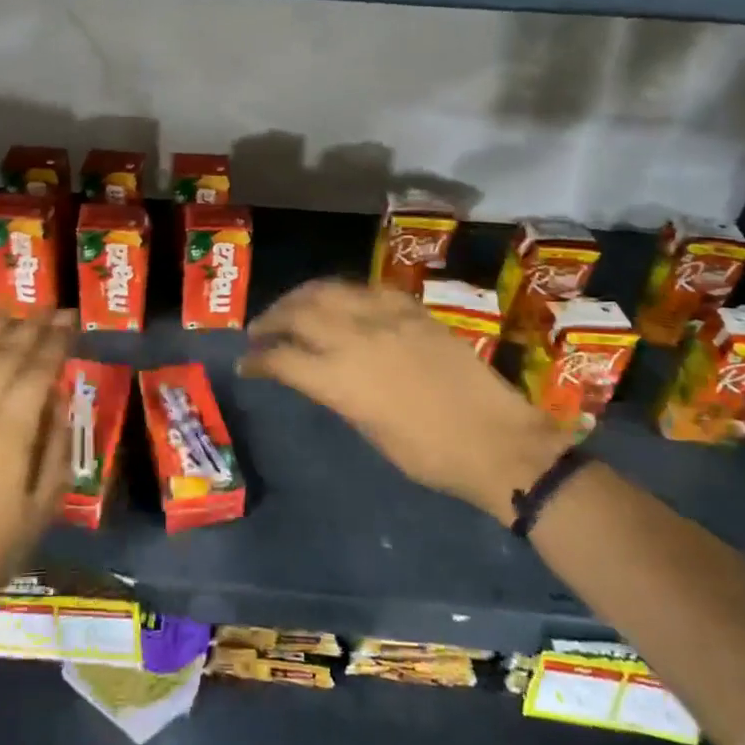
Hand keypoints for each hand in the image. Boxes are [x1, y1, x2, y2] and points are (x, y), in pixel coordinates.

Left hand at [0, 313, 75, 619]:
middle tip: (50, 309)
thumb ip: (57, 440)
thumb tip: (58, 394)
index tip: (71, 319)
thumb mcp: (47, 498)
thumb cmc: (0, 544)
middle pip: (4, 353)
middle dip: (31, 326)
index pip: (38, 368)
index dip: (57, 340)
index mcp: (10, 432)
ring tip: (15, 314)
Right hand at [242, 280, 567, 519]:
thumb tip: (317, 376)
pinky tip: (339, 299)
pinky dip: (342, 292)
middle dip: (271, 320)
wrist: (498, 441)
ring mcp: (386, 317)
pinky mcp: (412, 310)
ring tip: (290, 307)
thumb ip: (337, 395)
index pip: (283, 359)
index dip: (259, 360)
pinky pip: (366, 288)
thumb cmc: (430, 456)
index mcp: (341, 380)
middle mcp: (356, 339)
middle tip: (260, 331)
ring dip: (300, 297)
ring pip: (328, 291)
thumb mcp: (370, 432)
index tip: (247, 363)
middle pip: (298, 314)